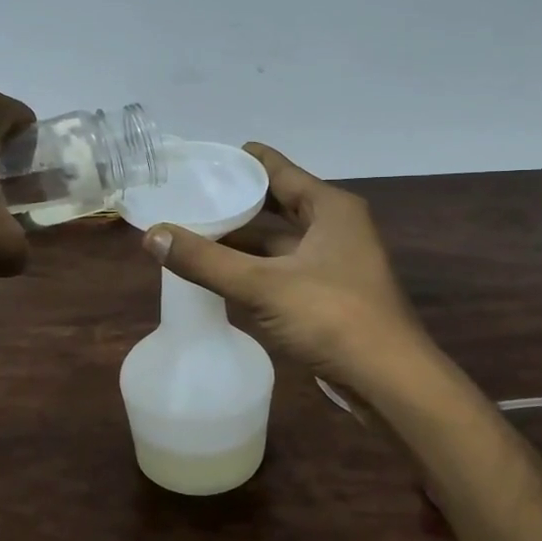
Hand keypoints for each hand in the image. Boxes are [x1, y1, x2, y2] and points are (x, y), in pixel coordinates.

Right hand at [144, 143, 435, 390]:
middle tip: (189, 198)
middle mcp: (334, 227)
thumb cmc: (332, 316)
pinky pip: (282, 269)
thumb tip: (152, 235)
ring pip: (278, 242)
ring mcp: (333, 263)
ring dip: (241, 240)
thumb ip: (205, 260)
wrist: (389, 380)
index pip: (279, 170)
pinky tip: (220, 273)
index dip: (242, 162)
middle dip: (235, 204)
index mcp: (330, 208)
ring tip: (193, 234)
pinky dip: (253, 268)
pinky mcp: (328, 294)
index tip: (202, 160)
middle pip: (276, 205)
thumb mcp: (262, 284)